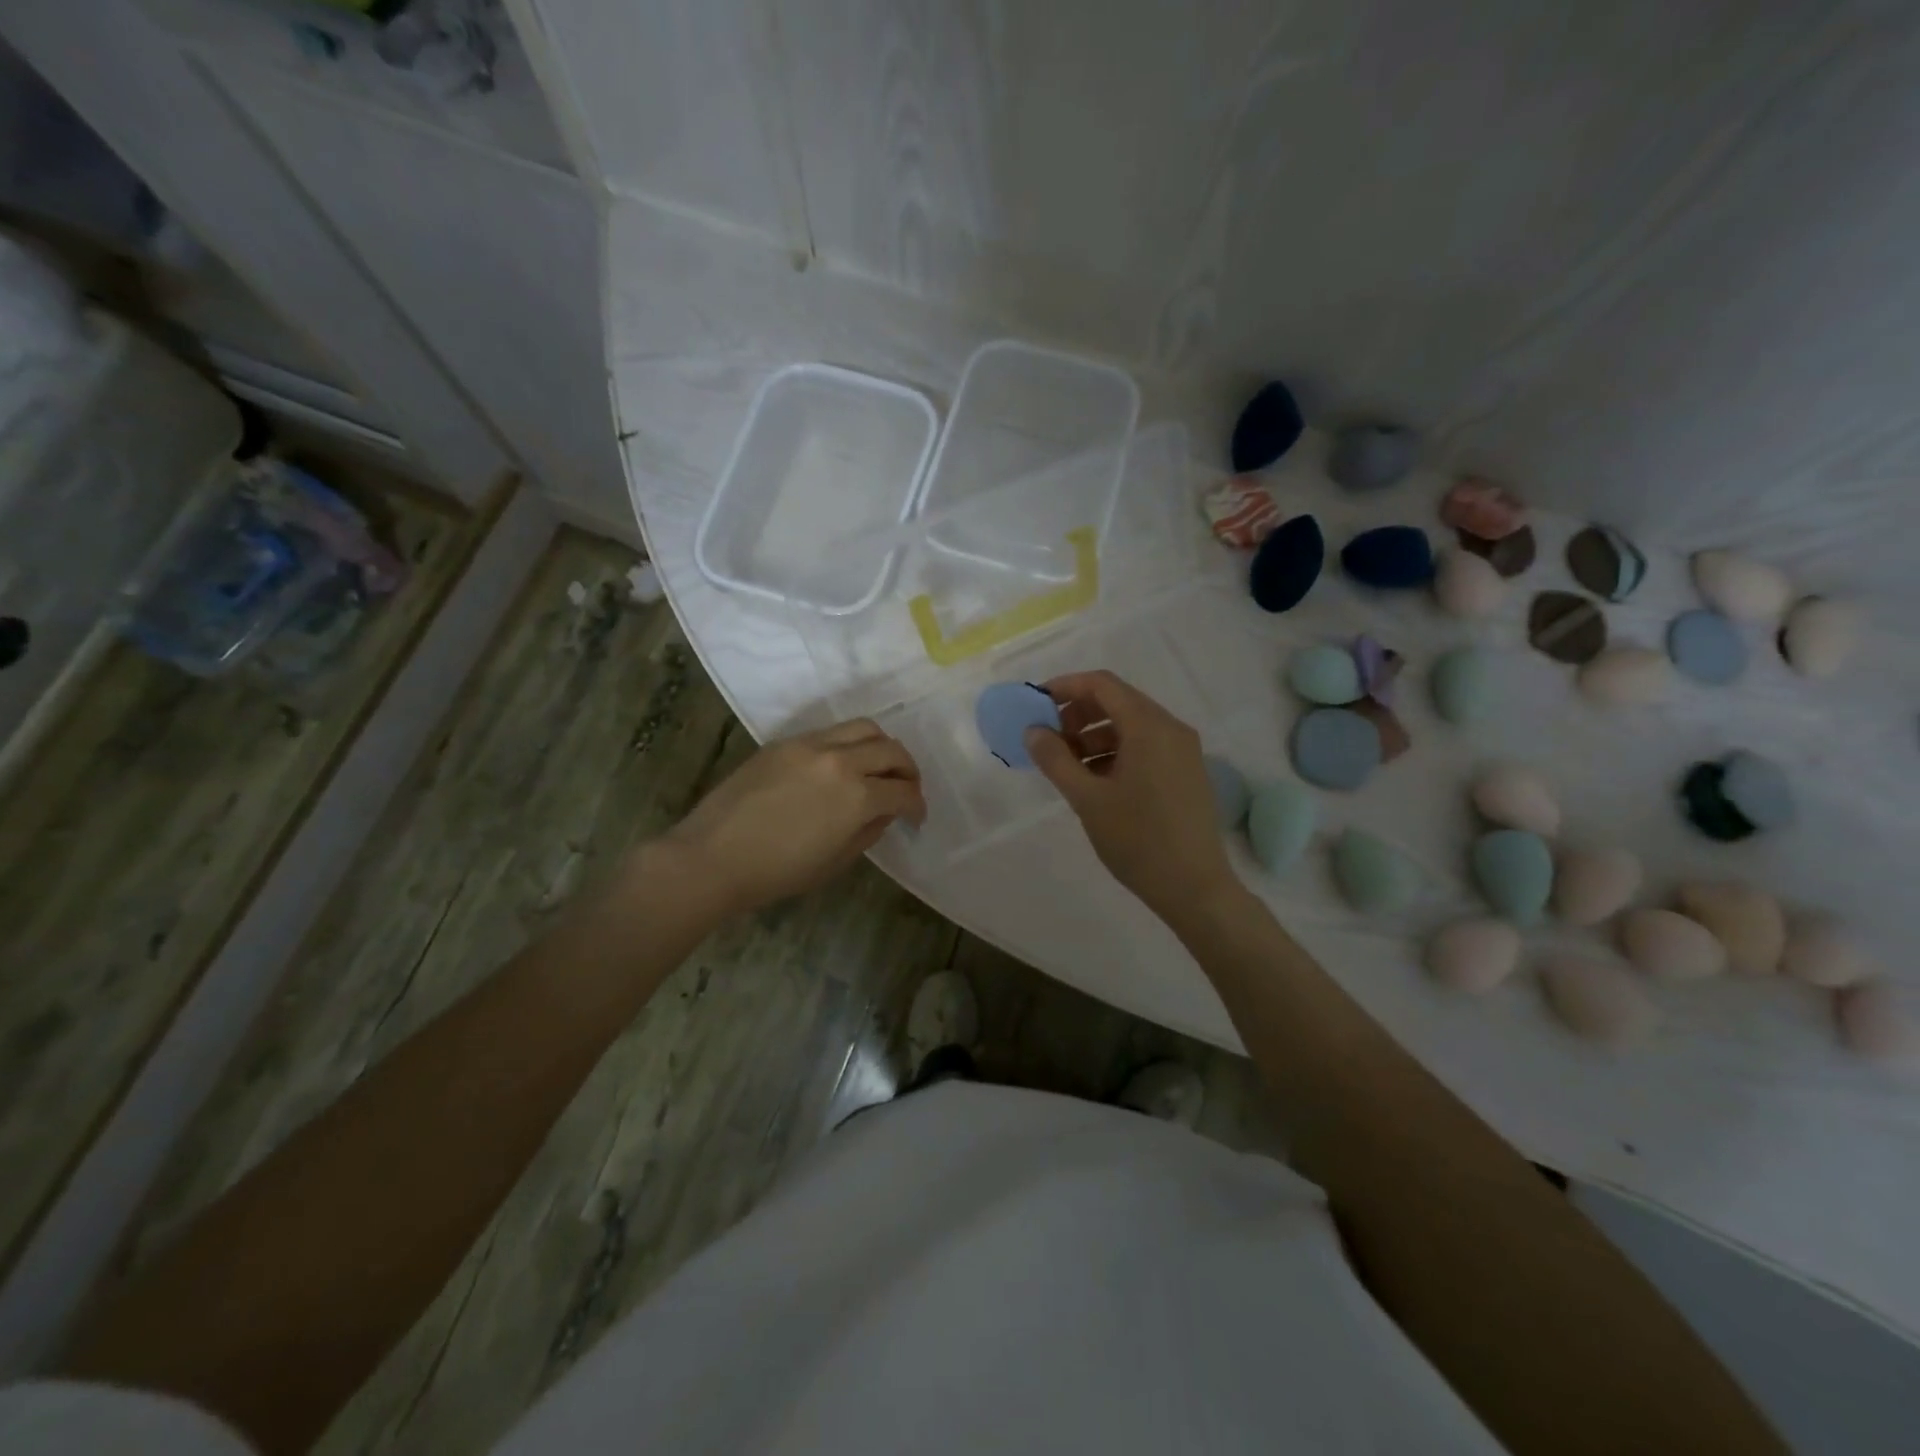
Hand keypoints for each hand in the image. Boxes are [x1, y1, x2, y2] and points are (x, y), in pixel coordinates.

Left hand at [660, 719, 925, 915]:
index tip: (916, 816)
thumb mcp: (835, 861)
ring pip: (863, 727)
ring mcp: (810, 745)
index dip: (917, 805)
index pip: (904, 791)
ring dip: (881, 746)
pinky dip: (848, 743)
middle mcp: (841, 760)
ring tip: (877, 767)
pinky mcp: (785, 742)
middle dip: (908, 770)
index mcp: (857, 796)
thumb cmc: (777, 873)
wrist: (712, 857)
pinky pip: (830, 732)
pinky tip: (840, 765)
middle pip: (891, 749)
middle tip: (905, 788)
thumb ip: (868, 831)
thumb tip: (884, 813)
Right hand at [1025, 671, 1236, 923]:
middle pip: (1118, 701)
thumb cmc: (1138, 840)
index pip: (1102, 685)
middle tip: (1047, 738)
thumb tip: (1033, 730)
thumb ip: (1056, 759)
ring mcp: (1183, 751)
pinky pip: (1146, 746)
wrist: (1195, 888)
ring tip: (1066, 764)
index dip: (1065, 687)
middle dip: (1077, 713)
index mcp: (1149, 727)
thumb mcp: (1088, 800)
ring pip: (1131, 726)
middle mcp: (1171, 728)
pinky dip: (1115, 751)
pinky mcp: (1186, 772)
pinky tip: (1094, 779)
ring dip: (1094, 735)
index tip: (1035, 704)